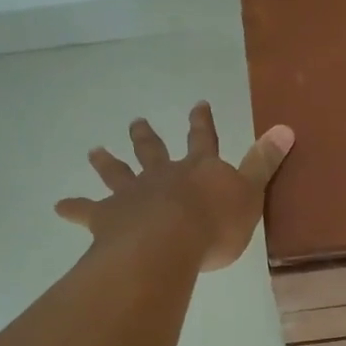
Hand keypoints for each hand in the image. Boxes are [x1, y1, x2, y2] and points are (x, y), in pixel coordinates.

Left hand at [53, 103, 294, 271]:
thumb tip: (286, 127)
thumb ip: (265, 162)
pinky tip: (58, 207)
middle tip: (137, 121)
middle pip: (153, 151)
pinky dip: (74, 208)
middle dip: (147, 137)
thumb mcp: (250, 193)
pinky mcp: (109, 218)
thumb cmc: (216, 223)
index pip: (203, 139)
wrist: (171, 242)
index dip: (201, 122)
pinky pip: (87, 212)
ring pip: (118, 173)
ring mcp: (133, 195)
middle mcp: (163, 175)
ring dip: (107, 162)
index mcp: (198, 170)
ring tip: (94, 151)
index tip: (197, 103)